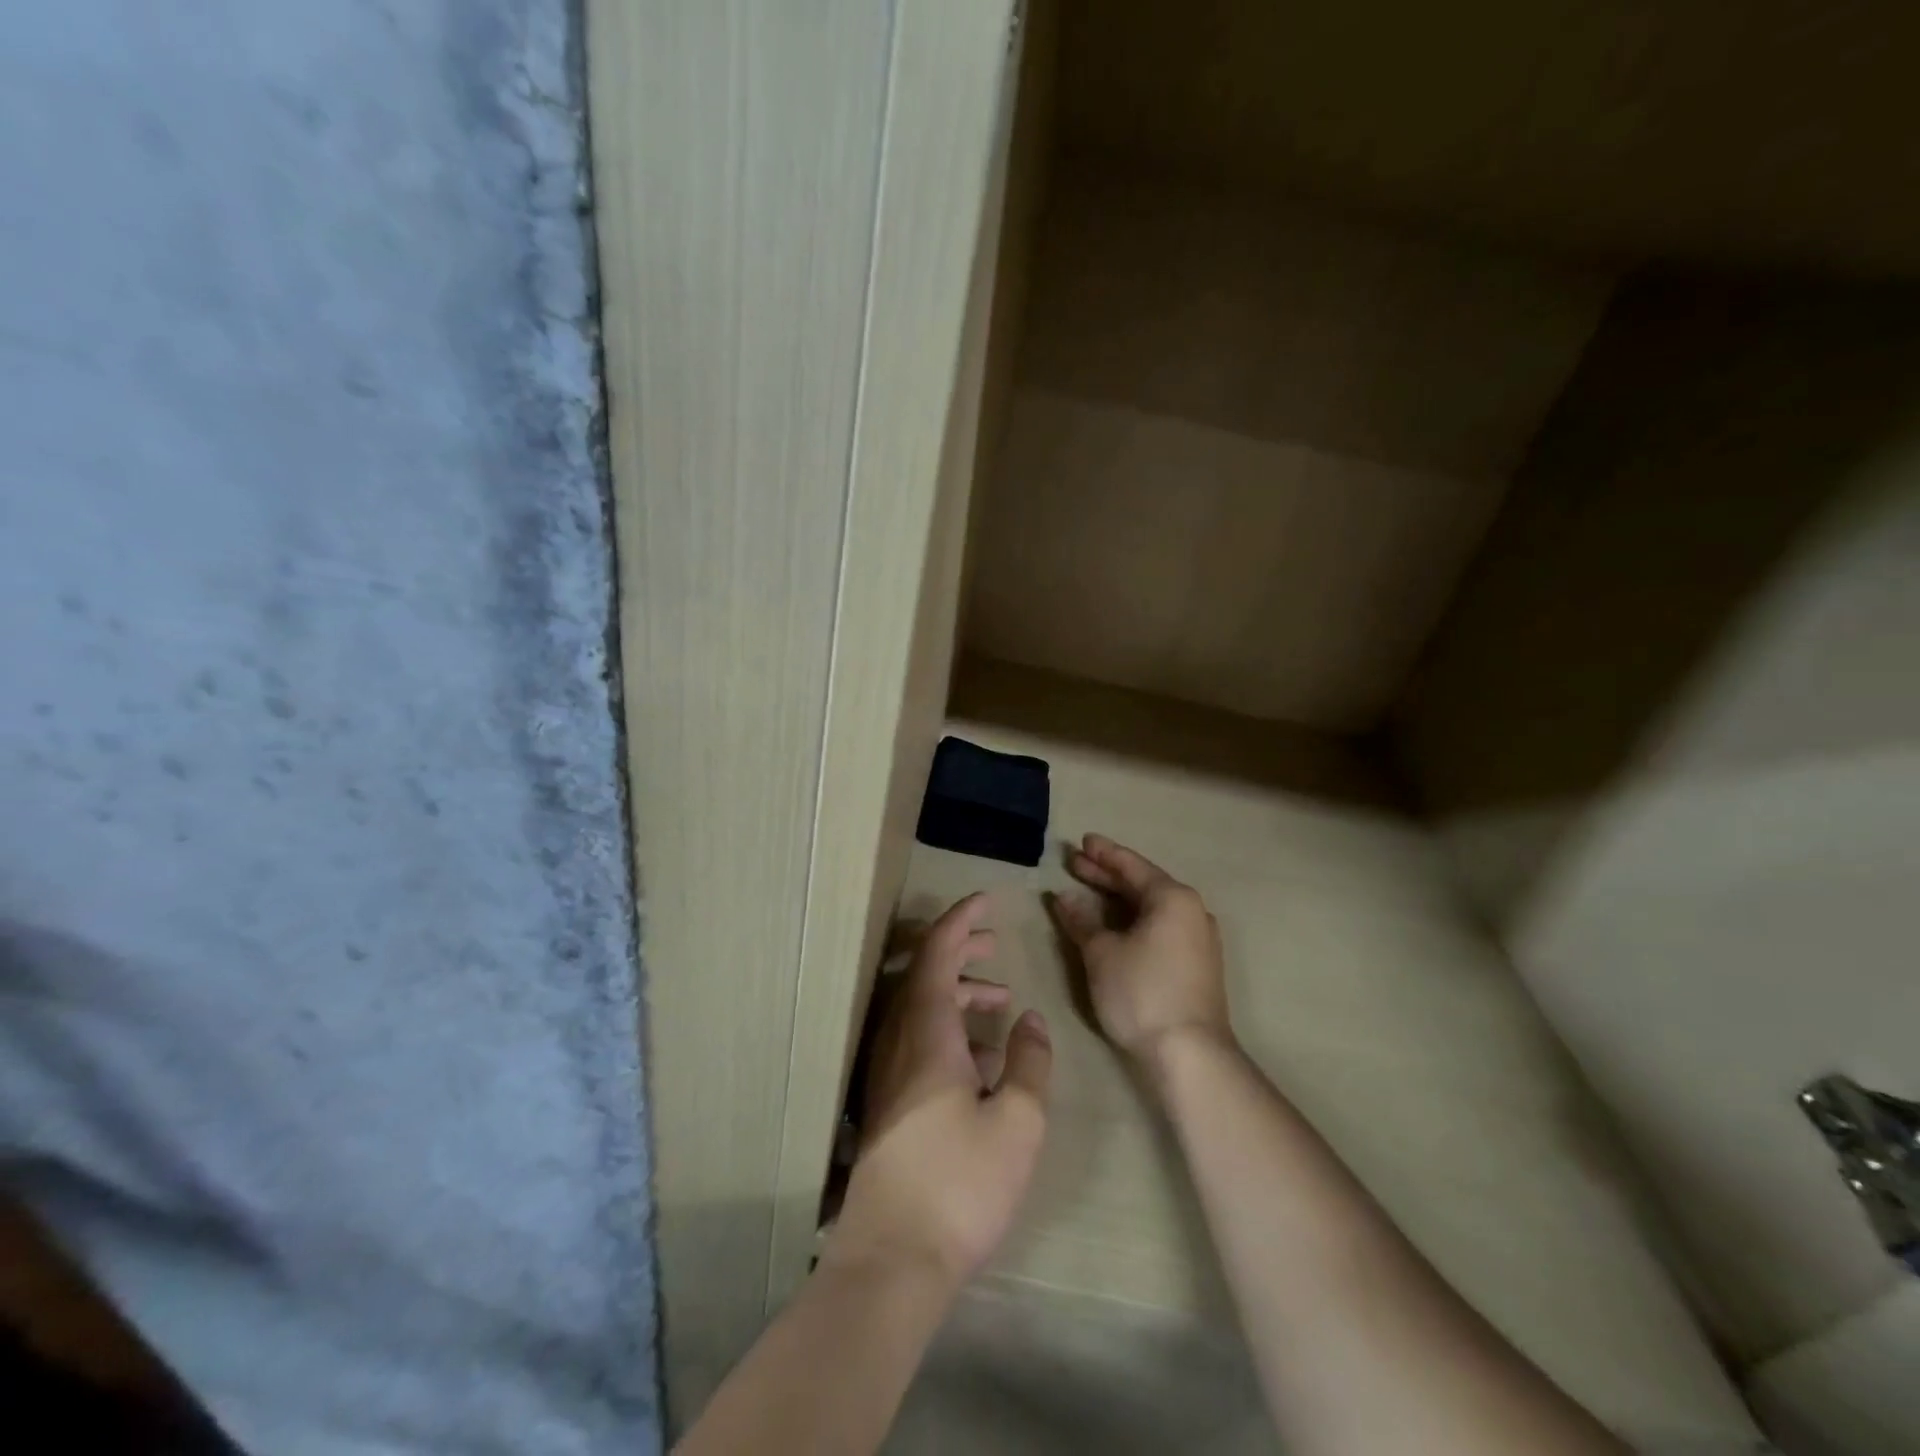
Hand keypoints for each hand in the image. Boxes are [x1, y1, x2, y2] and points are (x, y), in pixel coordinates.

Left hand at [831, 893, 1052, 1291]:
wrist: (894, 1257)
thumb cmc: (961, 1183)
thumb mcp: (1018, 1121)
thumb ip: (1030, 1061)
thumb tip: (1030, 1020)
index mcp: (926, 1031)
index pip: (937, 953)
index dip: (961, 920)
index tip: (985, 900)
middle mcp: (898, 1040)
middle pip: (922, 973)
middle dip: (959, 950)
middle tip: (994, 944)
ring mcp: (887, 1071)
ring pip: (918, 1007)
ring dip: (956, 991)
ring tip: (999, 1000)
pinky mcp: (886, 1100)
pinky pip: (915, 1038)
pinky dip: (947, 1026)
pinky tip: (980, 1058)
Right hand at [1047, 833, 1233, 1071]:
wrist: (1190, 1053)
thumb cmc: (1142, 992)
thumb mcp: (1102, 953)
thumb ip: (1082, 920)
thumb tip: (1064, 897)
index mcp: (1173, 898)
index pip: (1131, 866)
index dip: (1103, 854)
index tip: (1081, 842)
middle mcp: (1192, 911)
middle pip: (1143, 884)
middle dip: (1107, 875)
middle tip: (1075, 863)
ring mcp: (1199, 938)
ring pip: (1152, 907)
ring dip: (1119, 899)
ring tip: (1089, 890)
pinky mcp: (1198, 963)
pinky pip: (1161, 926)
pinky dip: (1134, 919)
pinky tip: (1115, 925)